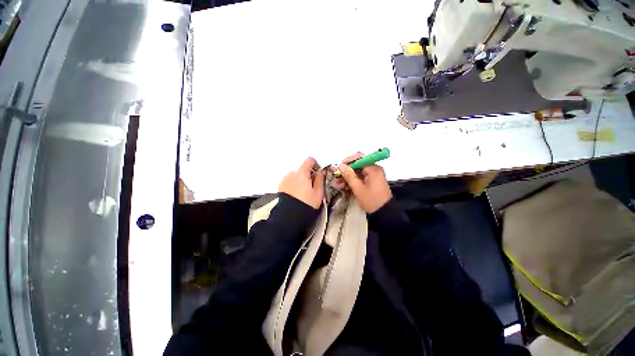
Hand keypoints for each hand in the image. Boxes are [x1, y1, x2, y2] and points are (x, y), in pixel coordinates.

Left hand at [279, 157, 324, 208]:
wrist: (289, 216)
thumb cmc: (306, 204)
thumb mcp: (318, 193)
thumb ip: (320, 179)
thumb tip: (321, 171)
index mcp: (302, 173)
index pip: (309, 160)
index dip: (315, 165)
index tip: (318, 173)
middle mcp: (291, 174)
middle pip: (302, 169)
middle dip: (308, 176)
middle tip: (312, 188)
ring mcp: (285, 180)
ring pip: (296, 176)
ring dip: (300, 181)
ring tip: (304, 194)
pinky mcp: (280, 187)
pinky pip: (290, 182)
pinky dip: (294, 185)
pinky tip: (297, 195)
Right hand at [336, 153, 391, 212]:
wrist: (384, 213)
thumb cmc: (372, 200)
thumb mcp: (358, 188)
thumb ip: (348, 175)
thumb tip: (340, 165)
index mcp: (373, 168)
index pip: (359, 157)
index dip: (347, 161)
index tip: (339, 168)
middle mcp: (374, 169)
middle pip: (357, 165)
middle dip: (346, 171)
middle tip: (337, 178)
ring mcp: (373, 175)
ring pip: (357, 172)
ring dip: (347, 177)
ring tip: (338, 184)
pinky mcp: (371, 181)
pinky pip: (360, 177)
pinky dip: (352, 181)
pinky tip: (344, 186)